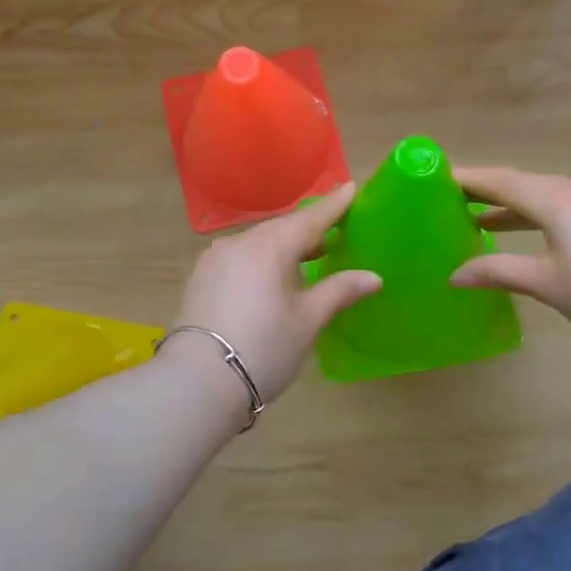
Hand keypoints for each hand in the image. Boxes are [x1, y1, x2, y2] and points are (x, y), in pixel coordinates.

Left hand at [165, 184, 380, 408]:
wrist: (197, 382)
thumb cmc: (263, 348)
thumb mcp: (307, 321)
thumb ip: (339, 292)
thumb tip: (373, 277)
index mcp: (271, 246)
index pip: (311, 218)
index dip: (334, 205)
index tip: (351, 188)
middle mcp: (241, 242)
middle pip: (282, 227)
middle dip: (309, 228)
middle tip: (335, 230)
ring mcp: (215, 259)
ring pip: (258, 242)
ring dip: (284, 245)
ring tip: (308, 256)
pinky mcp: (201, 278)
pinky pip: (240, 257)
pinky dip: (261, 259)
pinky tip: (271, 276)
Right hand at [449, 168, 570, 350]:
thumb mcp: (546, 284)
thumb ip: (498, 271)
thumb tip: (455, 275)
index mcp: (559, 199)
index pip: (502, 181)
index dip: (468, 179)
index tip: (438, 177)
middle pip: (524, 183)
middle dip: (488, 192)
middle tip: (453, 200)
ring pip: (548, 193)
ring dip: (515, 206)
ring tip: (481, 219)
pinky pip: (568, 203)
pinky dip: (541, 213)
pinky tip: (531, 231)